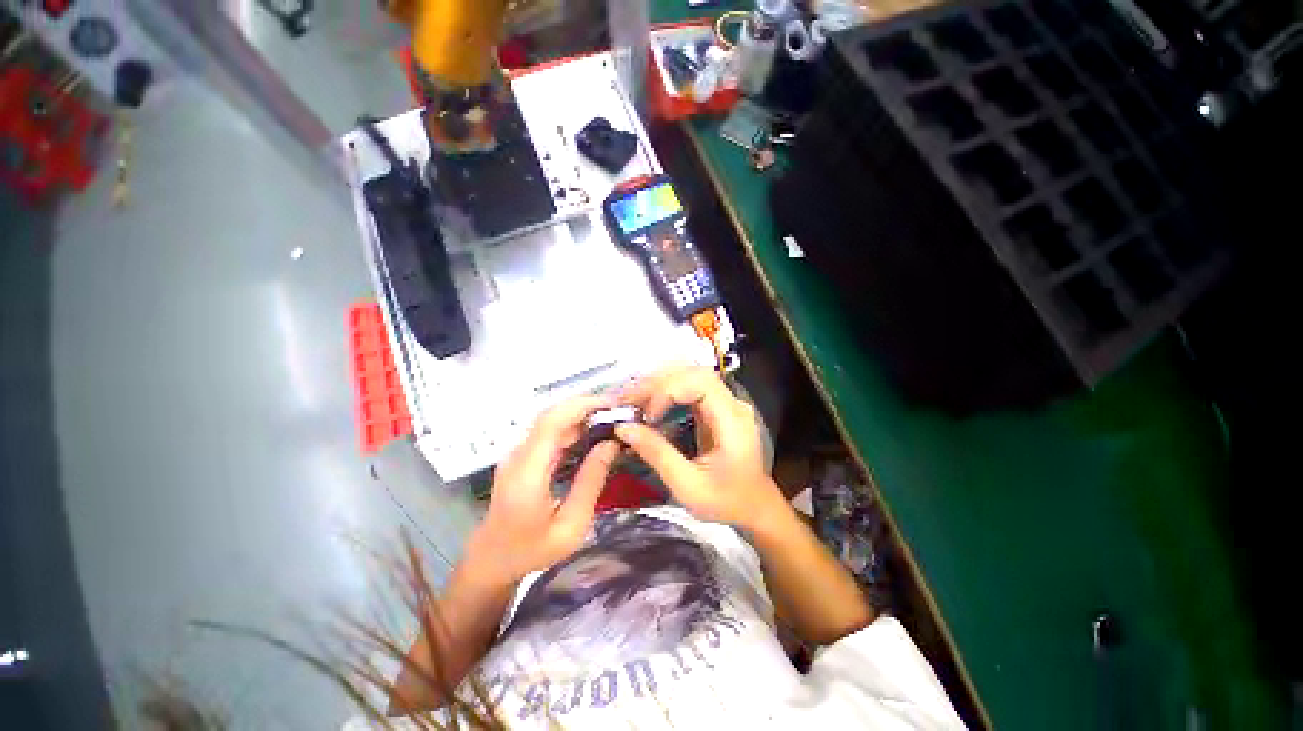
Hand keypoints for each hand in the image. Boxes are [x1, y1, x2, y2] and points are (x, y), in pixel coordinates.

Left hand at [466, 395, 620, 585]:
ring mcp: (517, 455)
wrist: (491, 562)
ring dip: (581, 414)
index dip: (582, 406)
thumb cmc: (532, 551)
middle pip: (551, 415)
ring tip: (611, 418)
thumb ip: (591, 482)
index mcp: (527, 473)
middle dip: (586, 405)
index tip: (612, 404)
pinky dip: (573, 427)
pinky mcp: (522, 457)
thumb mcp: (571, 526)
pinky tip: (593, 432)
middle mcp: (518, 456)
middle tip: (618, 409)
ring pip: (550, 421)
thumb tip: (611, 444)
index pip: (552, 422)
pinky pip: (549, 433)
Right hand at [615, 365, 787, 532]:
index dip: (668, 391)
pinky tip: (647, 405)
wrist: (755, 507)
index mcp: (732, 420)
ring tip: (631, 400)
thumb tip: (623, 428)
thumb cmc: (726, 501)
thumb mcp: (688, 485)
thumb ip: (657, 453)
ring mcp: (725, 403)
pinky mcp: (716, 408)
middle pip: (692, 374)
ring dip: (657, 385)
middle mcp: (731, 403)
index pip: (699, 382)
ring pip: (688, 377)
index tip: (647, 415)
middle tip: (625, 400)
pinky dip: (665, 393)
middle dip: (656, 384)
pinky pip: (688, 390)